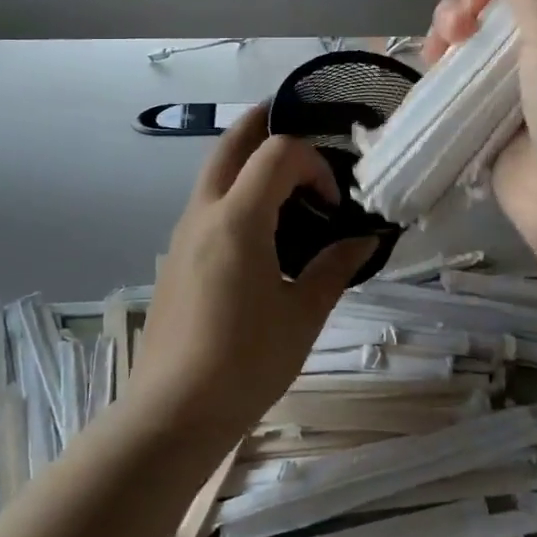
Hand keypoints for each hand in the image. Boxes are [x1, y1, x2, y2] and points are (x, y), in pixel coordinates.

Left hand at [131, 104, 374, 441]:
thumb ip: (335, 267)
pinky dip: (235, 190)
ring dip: (248, 160)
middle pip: (231, 143)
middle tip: (300, 123)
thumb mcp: (304, 315)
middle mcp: (204, 212)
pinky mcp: (175, 256)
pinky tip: (261, 229)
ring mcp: (183, 233)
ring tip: (287, 179)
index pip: (278, 153)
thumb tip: (363, 239)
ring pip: (214, 171)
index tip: (333, 205)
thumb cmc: (246, 362)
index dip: (313, 164)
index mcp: (238, 219)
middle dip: (264, 123)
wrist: (173, 413)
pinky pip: (207, 202)